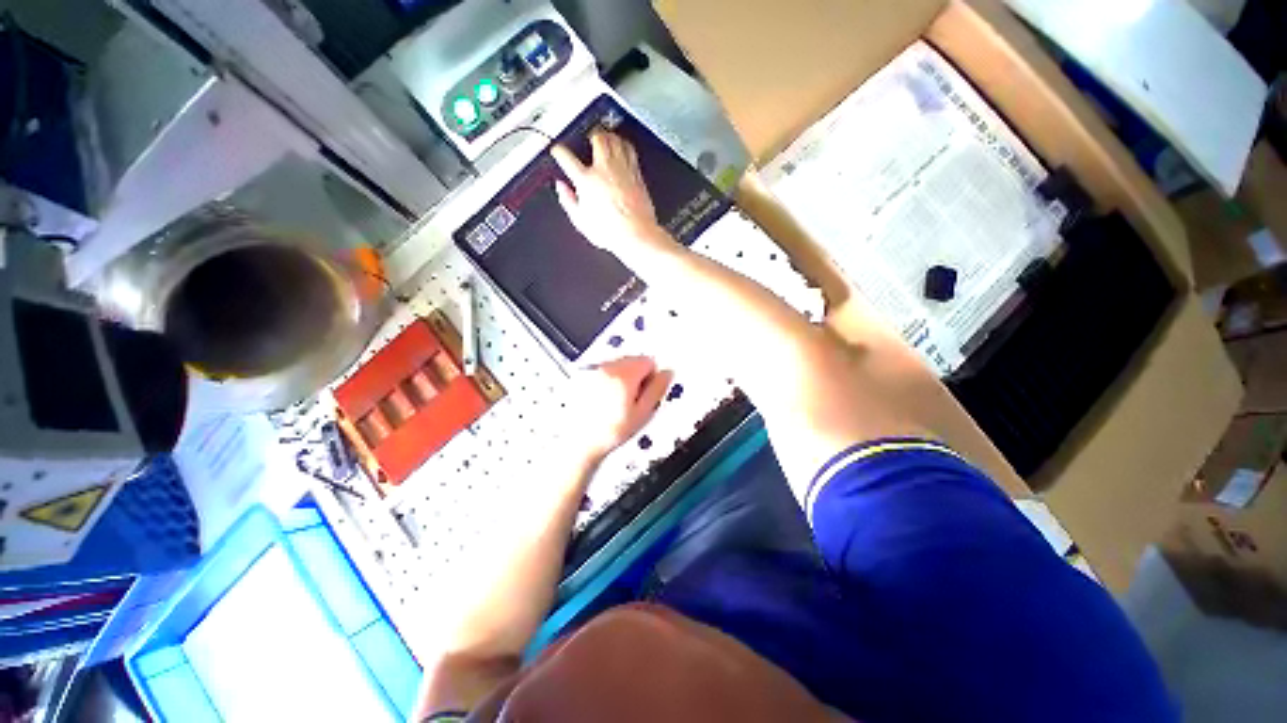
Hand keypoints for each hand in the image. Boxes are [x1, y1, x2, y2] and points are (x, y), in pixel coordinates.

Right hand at [550, 131, 670, 259]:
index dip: (559, 151)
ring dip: (609, 136)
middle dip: (591, 134)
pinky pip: (631, 151)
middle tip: (587, 136)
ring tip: (605, 137)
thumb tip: (562, 189)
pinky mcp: (636, 175)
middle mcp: (605, 170)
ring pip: (616, 140)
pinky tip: (623, 148)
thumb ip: (568, 201)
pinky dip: (625, 145)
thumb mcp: (581, 221)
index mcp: (586, 181)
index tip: (557, 150)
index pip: (567, 158)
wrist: (637, 235)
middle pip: (597, 138)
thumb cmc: (612, 231)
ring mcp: (622, 170)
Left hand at [564, 356, 672, 462]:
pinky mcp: (582, 377)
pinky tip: (603, 401)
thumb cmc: (613, 431)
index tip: (646, 395)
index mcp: (625, 374)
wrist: (579, 443)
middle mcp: (607, 367)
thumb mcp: (643, 413)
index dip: (652, 378)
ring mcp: (593, 370)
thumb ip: (657, 389)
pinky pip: (603, 371)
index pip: (649, 361)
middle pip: (632, 360)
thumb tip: (668, 373)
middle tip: (632, 401)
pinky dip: (607, 381)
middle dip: (637, 376)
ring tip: (616, 403)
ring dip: (622, 378)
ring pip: (617, 365)